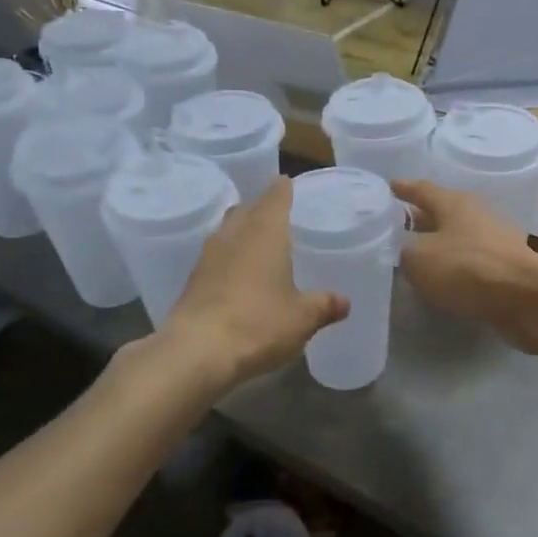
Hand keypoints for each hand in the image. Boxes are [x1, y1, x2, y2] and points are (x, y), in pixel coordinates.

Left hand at [162, 177, 348, 386]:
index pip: (275, 195)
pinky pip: (216, 257)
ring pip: (228, 231)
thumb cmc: (258, 323)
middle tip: (280, 216)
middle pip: (247, 209)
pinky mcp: (193, 280)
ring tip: (260, 244)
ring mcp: (209, 256)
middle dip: (262, 209)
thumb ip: (324, 305)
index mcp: (265, 231)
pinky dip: (229, 259)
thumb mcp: (303, 317)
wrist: (196, 352)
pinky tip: (239, 276)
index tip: (290, 184)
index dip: (284, 188)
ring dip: (242, 232)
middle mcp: (234, 234)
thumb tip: (344, 302)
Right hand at [392, 180, 537, 352]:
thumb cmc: (466, 267)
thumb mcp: (419, 259)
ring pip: (458, 236)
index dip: (404, 188)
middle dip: (421, 217)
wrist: (525, 296)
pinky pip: (472, 260)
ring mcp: (496, 239)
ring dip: (440, 243)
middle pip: (442, 211)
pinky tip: (445, 277)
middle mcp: (476, 213)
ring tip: (418, 253)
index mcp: (454, 202)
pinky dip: (456, 265)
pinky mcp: (506, 266)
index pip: (422, 190)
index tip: (390, 185)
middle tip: (398, 224)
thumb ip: (405, 251)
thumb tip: (405, 250)